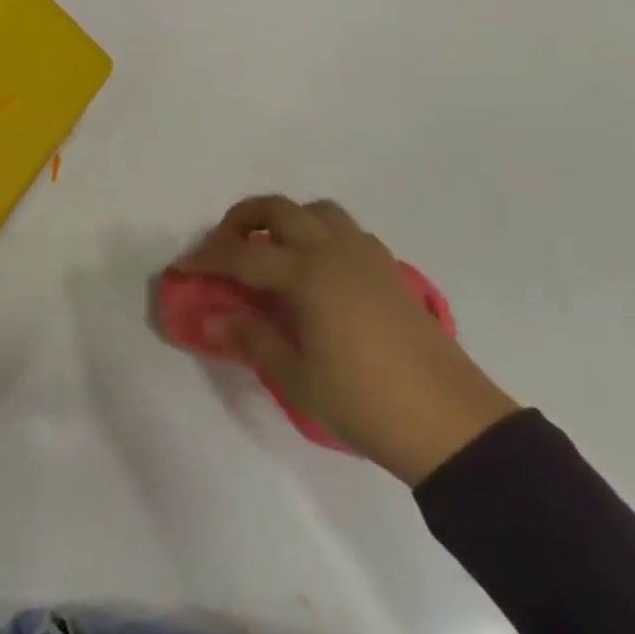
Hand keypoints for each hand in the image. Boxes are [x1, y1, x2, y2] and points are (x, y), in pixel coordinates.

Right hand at [177, 196, 519, 485]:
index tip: (183, 267)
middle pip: (278, 209)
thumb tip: (212, 318)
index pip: (242, 254)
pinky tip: (318, 271)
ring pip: (317, 211)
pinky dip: (320, 235)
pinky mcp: (390, 270)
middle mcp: (334, 250)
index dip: (207, 258)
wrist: (451, 423)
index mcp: (307, 274)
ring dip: (287, 220)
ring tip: (273, 252)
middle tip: (225, 248)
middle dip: (242, 219)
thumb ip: (251, 339)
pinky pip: (346, 231)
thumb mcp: (297, 379)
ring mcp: (366, 256)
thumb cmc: (365, 402)